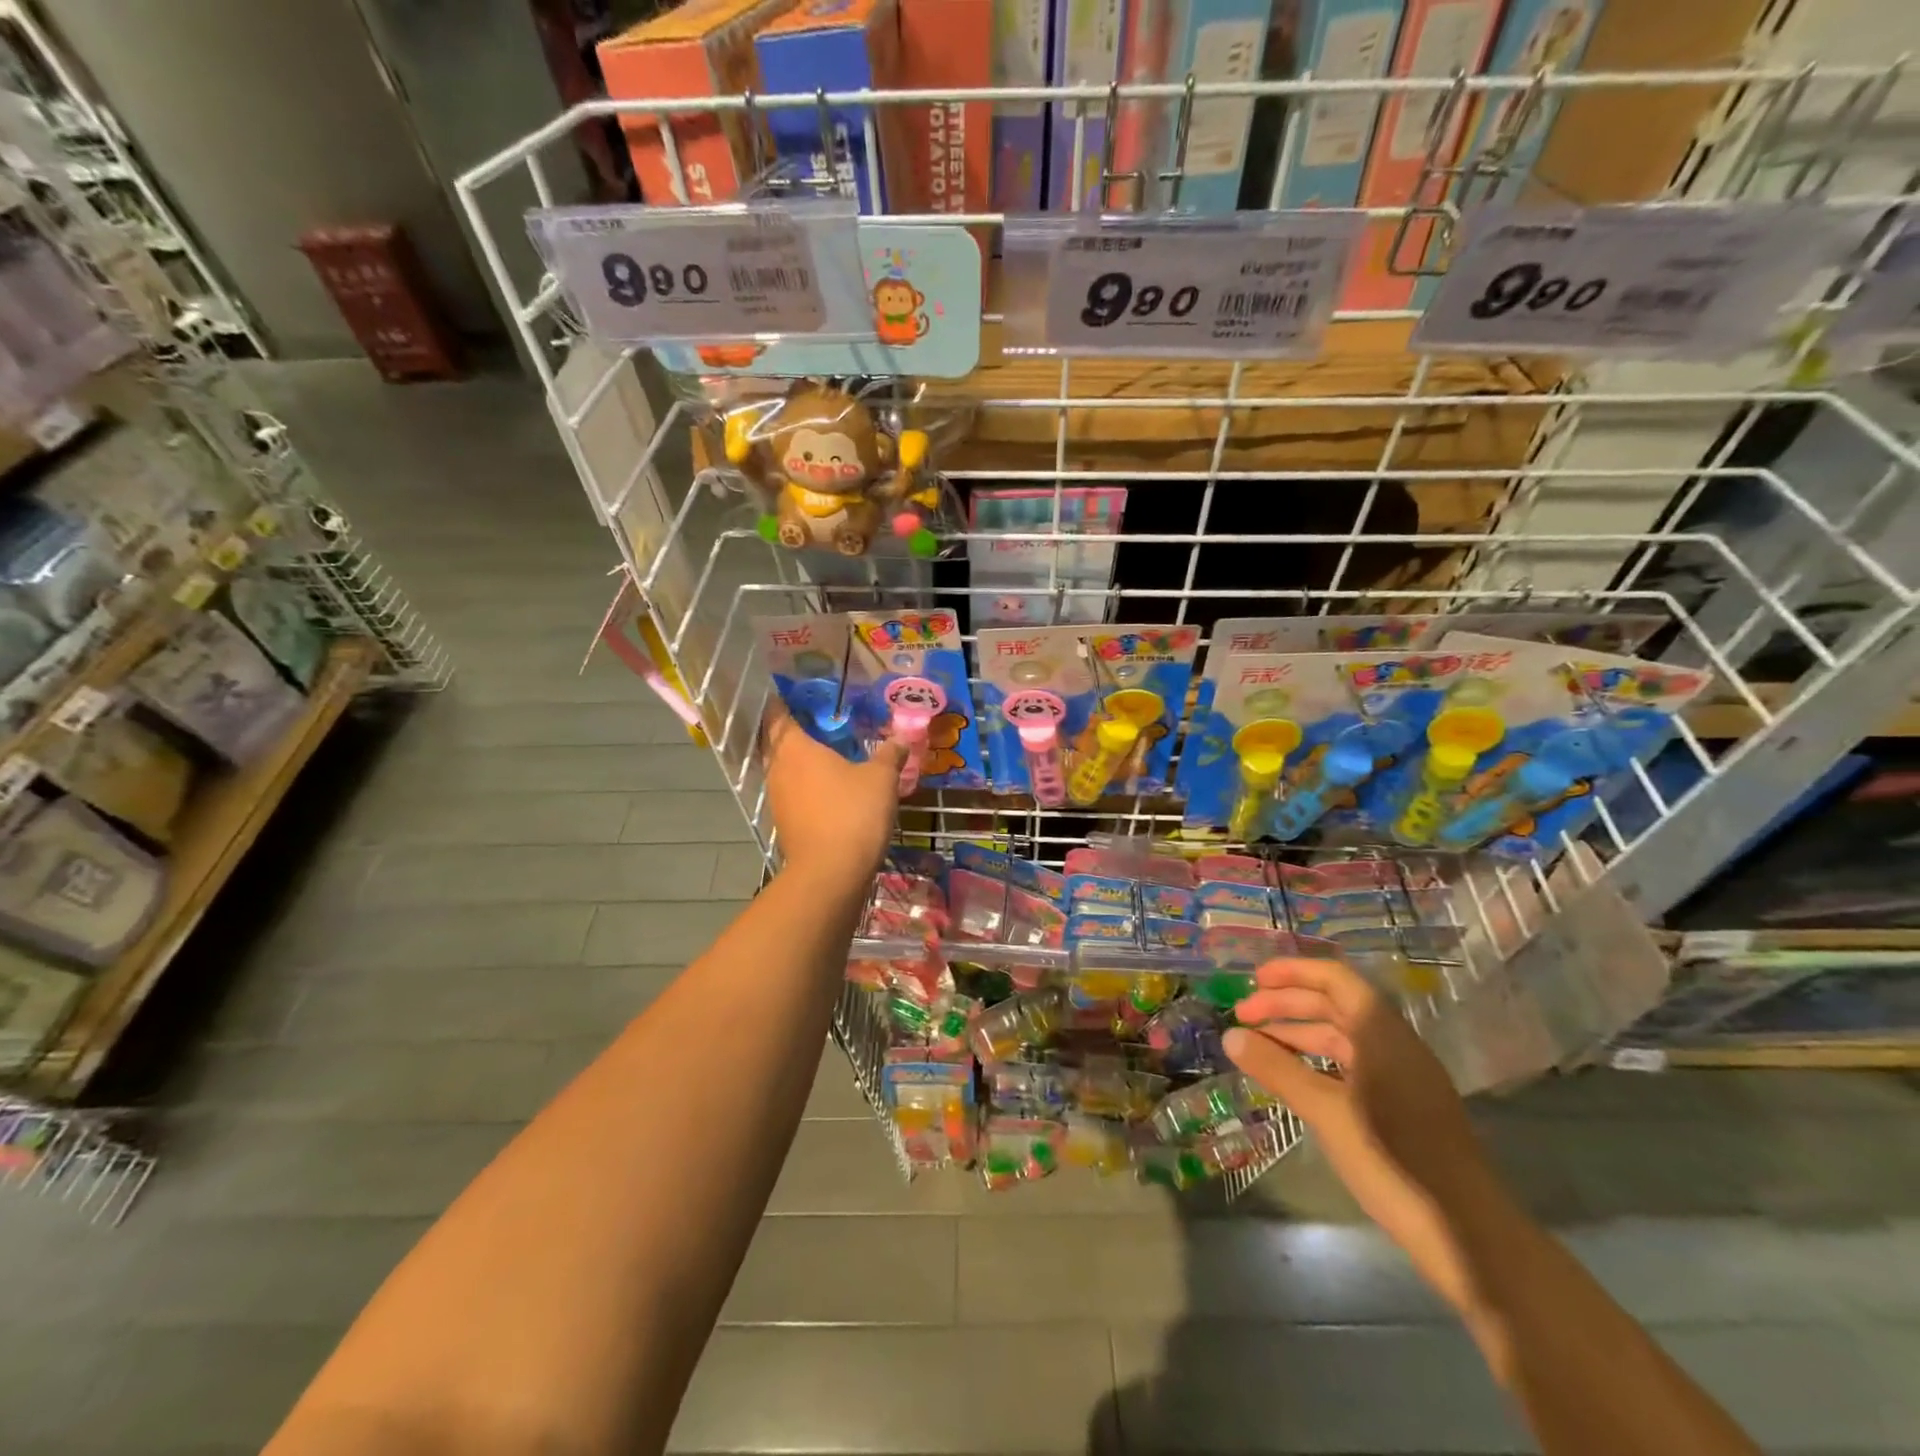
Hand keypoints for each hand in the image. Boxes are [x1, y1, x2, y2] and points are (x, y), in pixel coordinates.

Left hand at [761, 705, 905, 886]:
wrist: (831, 873)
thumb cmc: (853, 813)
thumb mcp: (881, 779)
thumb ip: (890, 754)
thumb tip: (901, 738)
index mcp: (794, 748)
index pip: (778, 715)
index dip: (783, 702)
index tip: (796, 693)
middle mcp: (778, 769)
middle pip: (776, 742)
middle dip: (791, 731)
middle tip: (817, 721)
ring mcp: (777, 798)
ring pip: (783, 770)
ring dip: (798, 761)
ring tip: (825, 754)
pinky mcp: (784, 823)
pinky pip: (791, 793)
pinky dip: (804, 786)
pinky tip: (826, 788)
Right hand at [1225, 958, 1510, 1314]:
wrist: (1468, 1236)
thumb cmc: (1393, 1160)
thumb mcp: (1326, 1112)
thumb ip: (1278, 1069)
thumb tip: (1230, 1036)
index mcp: (1381, 1033)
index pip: (1335, 978)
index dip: (1293, 972)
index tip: (1254, 980)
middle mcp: (1394, 1044)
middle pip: (1335, 1004)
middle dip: (1287, 1005)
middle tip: (1242, 1017)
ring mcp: (1402, 1075)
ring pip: (1342, 1036)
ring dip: (1299, 1034)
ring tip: (1258, 1048)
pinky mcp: (1403, 1105)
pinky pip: (1352, 1064)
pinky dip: (1318, 1062)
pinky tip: (1293, 1080)